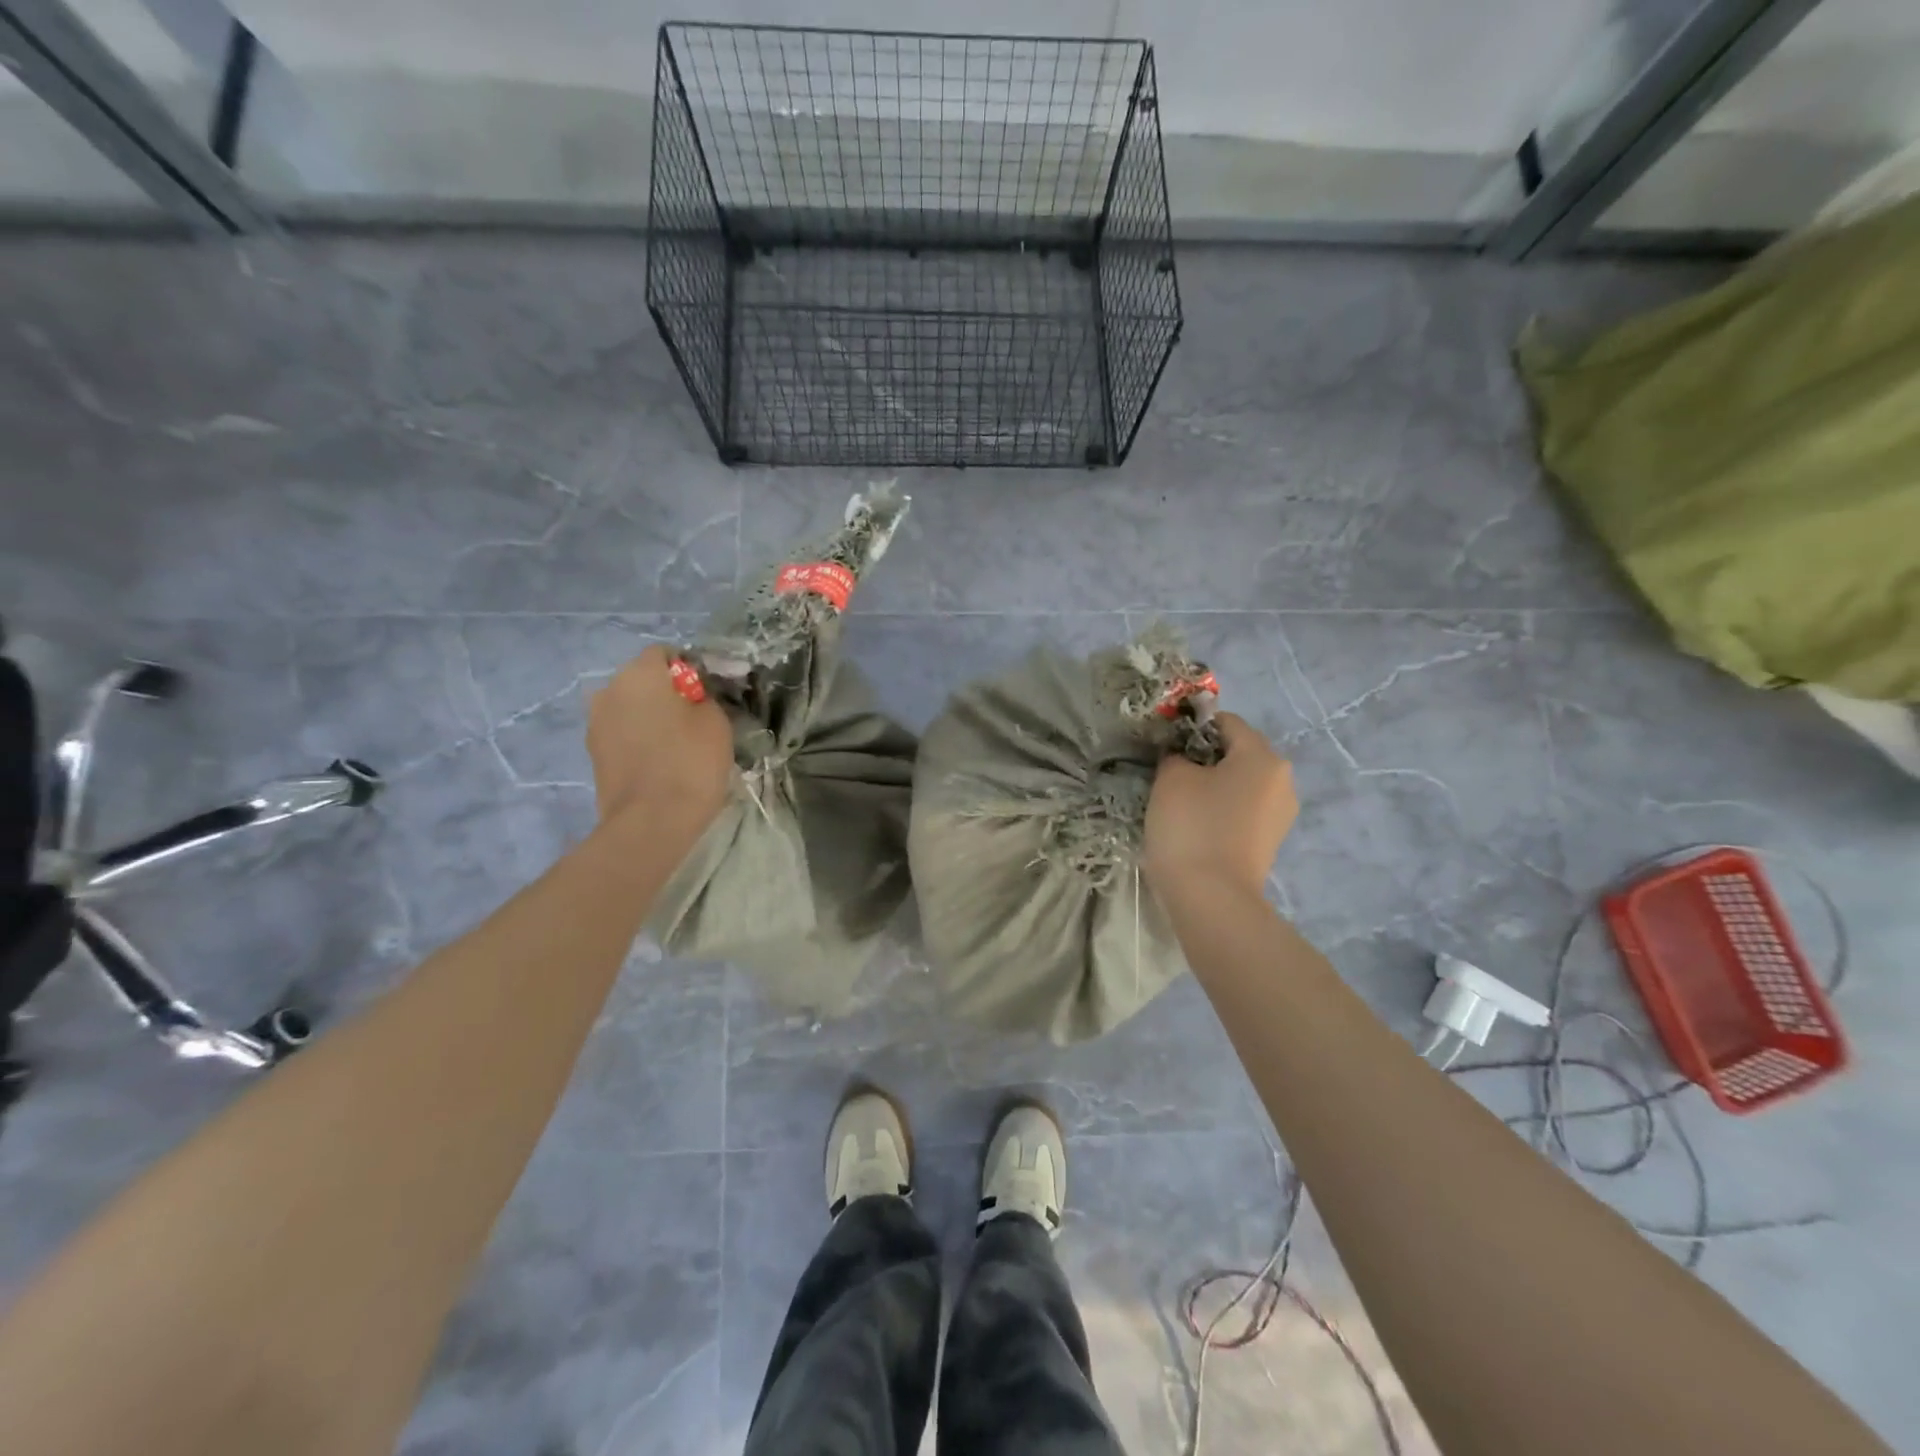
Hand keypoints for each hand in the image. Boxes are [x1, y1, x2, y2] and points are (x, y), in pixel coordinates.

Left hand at [587, 646, 733, 829]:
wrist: (651, 822)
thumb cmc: (690, 762)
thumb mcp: (716, 721)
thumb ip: (704, 697)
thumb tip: (693, 696)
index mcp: (639, 673)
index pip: (665, 654)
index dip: (689, 670)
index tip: (708, 695)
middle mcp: (609, 689)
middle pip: (643, 680)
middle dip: (667, 694)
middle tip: (695, 720)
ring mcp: (596, 723)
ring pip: (631, 708)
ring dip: (651, 718)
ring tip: (677, 744)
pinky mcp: (593, 753)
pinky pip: (623, 734)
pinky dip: (640, 740)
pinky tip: (660, 762)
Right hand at [1143, 713, 1296, 899]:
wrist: (1212, 899)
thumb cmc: (1192, 826)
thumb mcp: (1171, 778)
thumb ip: (1175, 755)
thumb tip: (1181, 757)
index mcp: (1263, 756)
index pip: (1226, 722)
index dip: (1192, 727)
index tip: (1165, 745)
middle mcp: (1282, 780)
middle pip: (1238, 753)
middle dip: (1203, 758)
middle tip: (1169, 773)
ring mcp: (1280, 815)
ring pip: (1240, 784)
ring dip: (1212, 786)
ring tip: (1180, 803)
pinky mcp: (1270, 842)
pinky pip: (1243, 811)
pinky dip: (1221, 811)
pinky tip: (1195, 826)